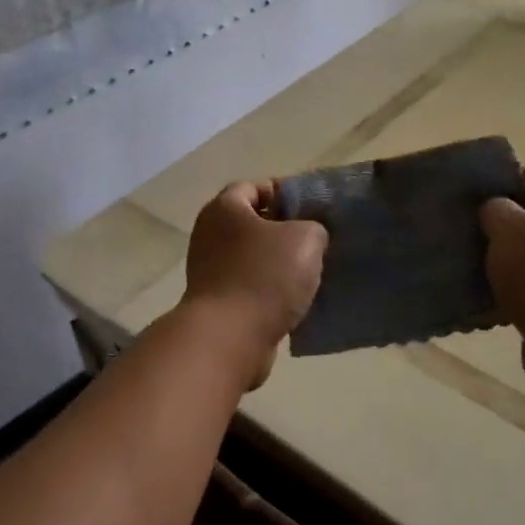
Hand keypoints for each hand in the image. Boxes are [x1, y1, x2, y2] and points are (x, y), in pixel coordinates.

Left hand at [183, 181, 327, 355]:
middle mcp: (209, 234)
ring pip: (251, 257)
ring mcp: (209, 270)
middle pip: (251, 223)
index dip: (283, 192)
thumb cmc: (265, 276)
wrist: (229, 338)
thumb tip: (308, 235)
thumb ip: (313, 227)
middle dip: (283, 230)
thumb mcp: (305, 239)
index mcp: (224, 209)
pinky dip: (269, 291)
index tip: (311, 207)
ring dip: (277, 263)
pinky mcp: (216, 303)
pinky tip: (295, 300)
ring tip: (311, 272)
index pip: (253, 187)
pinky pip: (249, 287)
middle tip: (315, 240)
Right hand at [480, 168, 524, 396]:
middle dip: (515, 219)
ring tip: (481, 258)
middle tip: (481, 225)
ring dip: (516, 254)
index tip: (489, 191)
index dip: (522, 179)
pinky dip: (522, 284)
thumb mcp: (509, 229)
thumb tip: (496, 210)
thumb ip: (497, 208)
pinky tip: (494, 291)